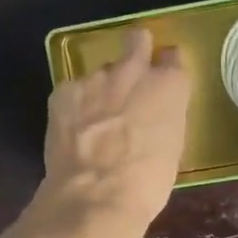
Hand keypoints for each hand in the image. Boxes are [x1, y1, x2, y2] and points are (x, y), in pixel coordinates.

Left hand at [36, 28, 190, 237]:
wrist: (96, 197)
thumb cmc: (147, 183)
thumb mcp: (172, 148)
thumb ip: (165, 117)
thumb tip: (153, 113)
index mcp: (169, 86)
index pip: (173, 58)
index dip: (167, 68)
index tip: (163, 80)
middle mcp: (134, 71)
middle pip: (136, 40)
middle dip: (136, 50)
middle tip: (132, 76)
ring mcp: (96, 78)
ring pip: (101, 71)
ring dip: (102, 88)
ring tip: (96, 120)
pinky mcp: (64, 91)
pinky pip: (74, 89)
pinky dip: (76, 104)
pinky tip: (75, 130)